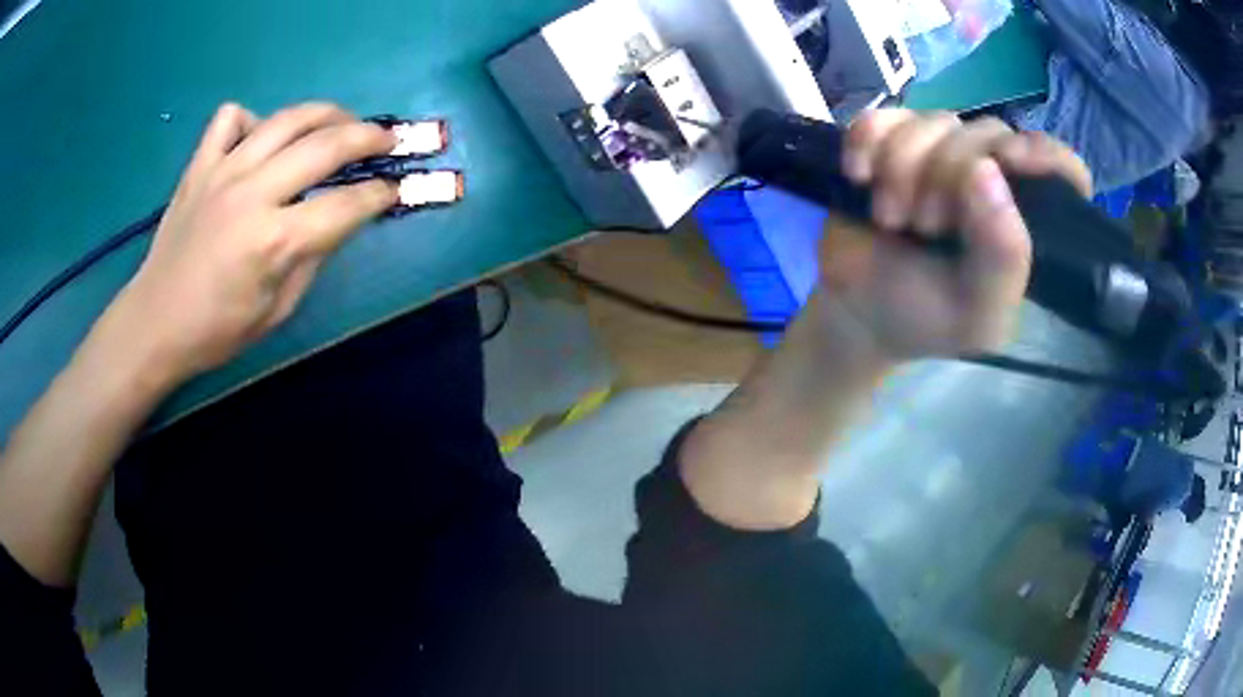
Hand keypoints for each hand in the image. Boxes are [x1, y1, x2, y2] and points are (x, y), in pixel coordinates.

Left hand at [105, 102, 398, 383]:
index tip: (395, 189)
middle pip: (326, 145)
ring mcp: (222, 172)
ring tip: (341, 122)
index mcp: (274, 241)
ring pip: (287, 118)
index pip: (346, 205)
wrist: (154, 324)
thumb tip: (336, 220)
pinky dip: (252, 121)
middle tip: (388, 140)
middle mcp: (252, 194)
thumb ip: (312, 258)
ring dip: (325, 114)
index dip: (380, 194)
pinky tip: (258, 141)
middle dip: (369, 137)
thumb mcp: (277, 310)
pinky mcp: (199, 165)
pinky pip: (231, 118)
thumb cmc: (216, 332)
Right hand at [824, 109, 1091, 360]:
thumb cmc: (927, 320)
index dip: (1044, 156)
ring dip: (902, 166)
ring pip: (933, 120)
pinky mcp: (893, 142)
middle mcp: (993, 177)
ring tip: (889, 218)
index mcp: (1025, 220)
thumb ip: (1002, 258)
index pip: (1062, 168)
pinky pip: (884, 116)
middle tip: (924, 227)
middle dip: (947, 175)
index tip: (1010, 163)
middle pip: (988, 134)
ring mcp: (940, 153)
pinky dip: (866, 140)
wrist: (859, 314)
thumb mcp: (977, 314)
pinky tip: (858, 175)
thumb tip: (987, 169)